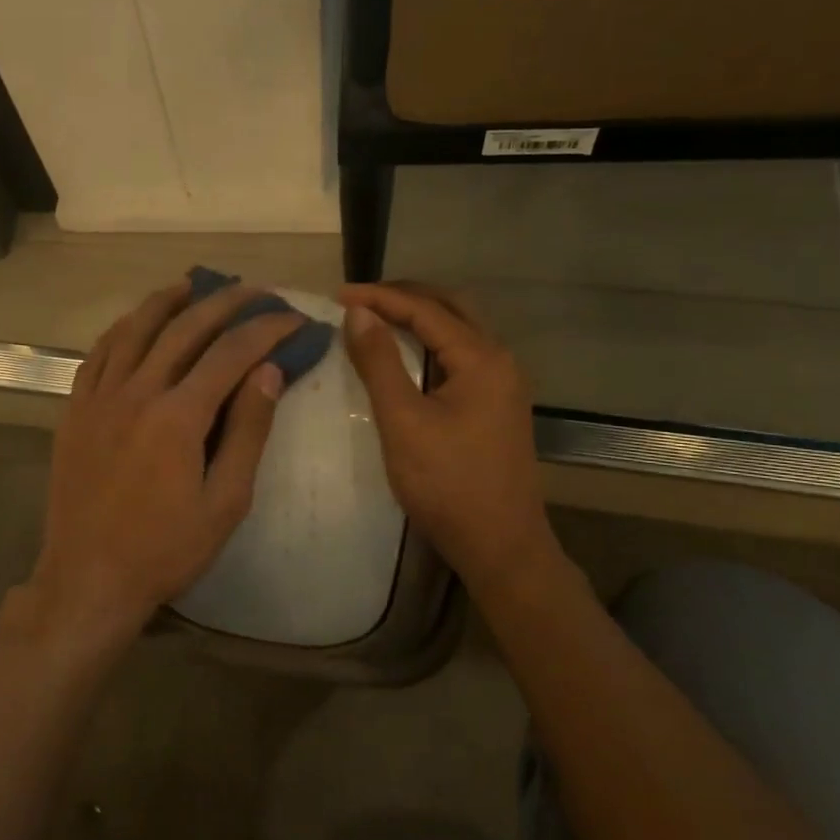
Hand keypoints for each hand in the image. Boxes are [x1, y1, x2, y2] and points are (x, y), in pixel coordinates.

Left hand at [15, 279, 297, 655]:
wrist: (88, 579)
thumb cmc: (166, 549)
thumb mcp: (226, 502)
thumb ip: (248, 432)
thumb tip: (269, 372)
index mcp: (178, 416)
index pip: (231, 353)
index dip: (266, 330)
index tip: (294, 319)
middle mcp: (136, 392)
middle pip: (184, 328)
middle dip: (225, 302)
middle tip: (254, 290)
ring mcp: (99, 398)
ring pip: (134, 329)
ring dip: (167, 301)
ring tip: (194, 284)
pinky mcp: (75, 411)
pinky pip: (98, 354)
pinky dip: (122, 329)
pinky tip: (136, 322)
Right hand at [340, 282, 563, 598]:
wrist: (500, 544)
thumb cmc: (447, 484)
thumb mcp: (403, 421)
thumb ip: (380, 363)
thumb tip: (358, 313)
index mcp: (482, 358)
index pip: (425, 309)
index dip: (379, 298)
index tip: (337, 295)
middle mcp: (499, 360)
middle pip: (451, 307)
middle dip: (404, 296)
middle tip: (360, 300)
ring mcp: (503, 383)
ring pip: (459, 330)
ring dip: (419, 317)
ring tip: (377, 318)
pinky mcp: (497, 404)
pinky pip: (461, 355)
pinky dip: (431, 342)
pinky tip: (406, 355)